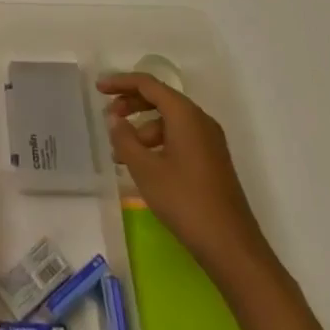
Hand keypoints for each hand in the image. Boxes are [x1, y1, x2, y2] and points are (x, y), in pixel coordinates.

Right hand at [98, 72, 273, 285]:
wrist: (231, 246)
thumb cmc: (185, 201)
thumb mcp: (145, 169)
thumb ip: (125, 139)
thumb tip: (115, 119)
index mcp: (185, 115)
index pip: (148, 84)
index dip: (121, 82)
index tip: (98, 88)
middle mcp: (200, 121)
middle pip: (160, 99)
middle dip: (131, 104)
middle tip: (108, 118)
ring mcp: (209, 142)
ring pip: (168, 122)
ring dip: (142, 130)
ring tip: (120, 155)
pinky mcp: (212, 161)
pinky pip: (179, 138)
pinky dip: (157, 144)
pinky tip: (144, 166)